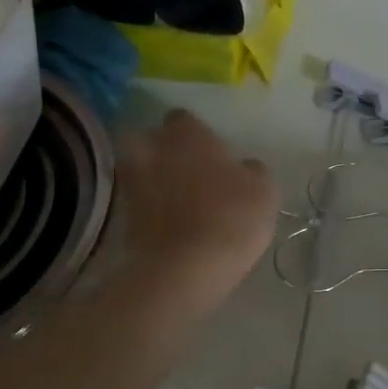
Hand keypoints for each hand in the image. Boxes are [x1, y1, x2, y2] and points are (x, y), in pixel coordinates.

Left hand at [118, 109, 277, 309]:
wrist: (184, 269)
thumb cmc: (231, 218)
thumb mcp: (264, 191)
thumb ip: (252, 170)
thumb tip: (244, 167)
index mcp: (187, 133)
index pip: (184, 119)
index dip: (197, 135)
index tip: (212, 154)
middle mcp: (152, 148)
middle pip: (151, 140)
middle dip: (164, 151)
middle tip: (187, 172)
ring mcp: (132, 182)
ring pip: (140, 170)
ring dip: (154, 179)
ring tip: (177, 200)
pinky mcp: (123, 216)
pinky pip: (138, 202)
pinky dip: (150, 208)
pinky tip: (170, 223)